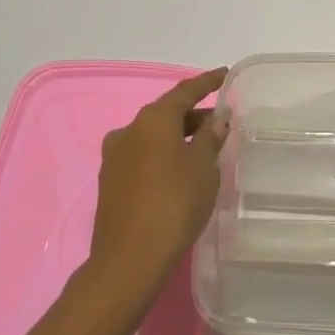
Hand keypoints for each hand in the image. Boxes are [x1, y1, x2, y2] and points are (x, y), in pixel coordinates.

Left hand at [88, 68, 228, 293]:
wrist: (129, 260)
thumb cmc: (174, 204)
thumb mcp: (203, 167)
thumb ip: (211, 138)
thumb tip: (217, 119)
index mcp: (152, 119)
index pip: (185, 91)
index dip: (207, 82)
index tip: (224, 74)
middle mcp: (128, 130)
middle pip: (166, 114)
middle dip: (194, 115)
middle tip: (220, 121)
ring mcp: (114, 157)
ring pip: (153, 136)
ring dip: (177, 137)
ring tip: (203, 148)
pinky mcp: (109, 182)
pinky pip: (142, 156)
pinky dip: (162, 155)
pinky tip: (179, 171)